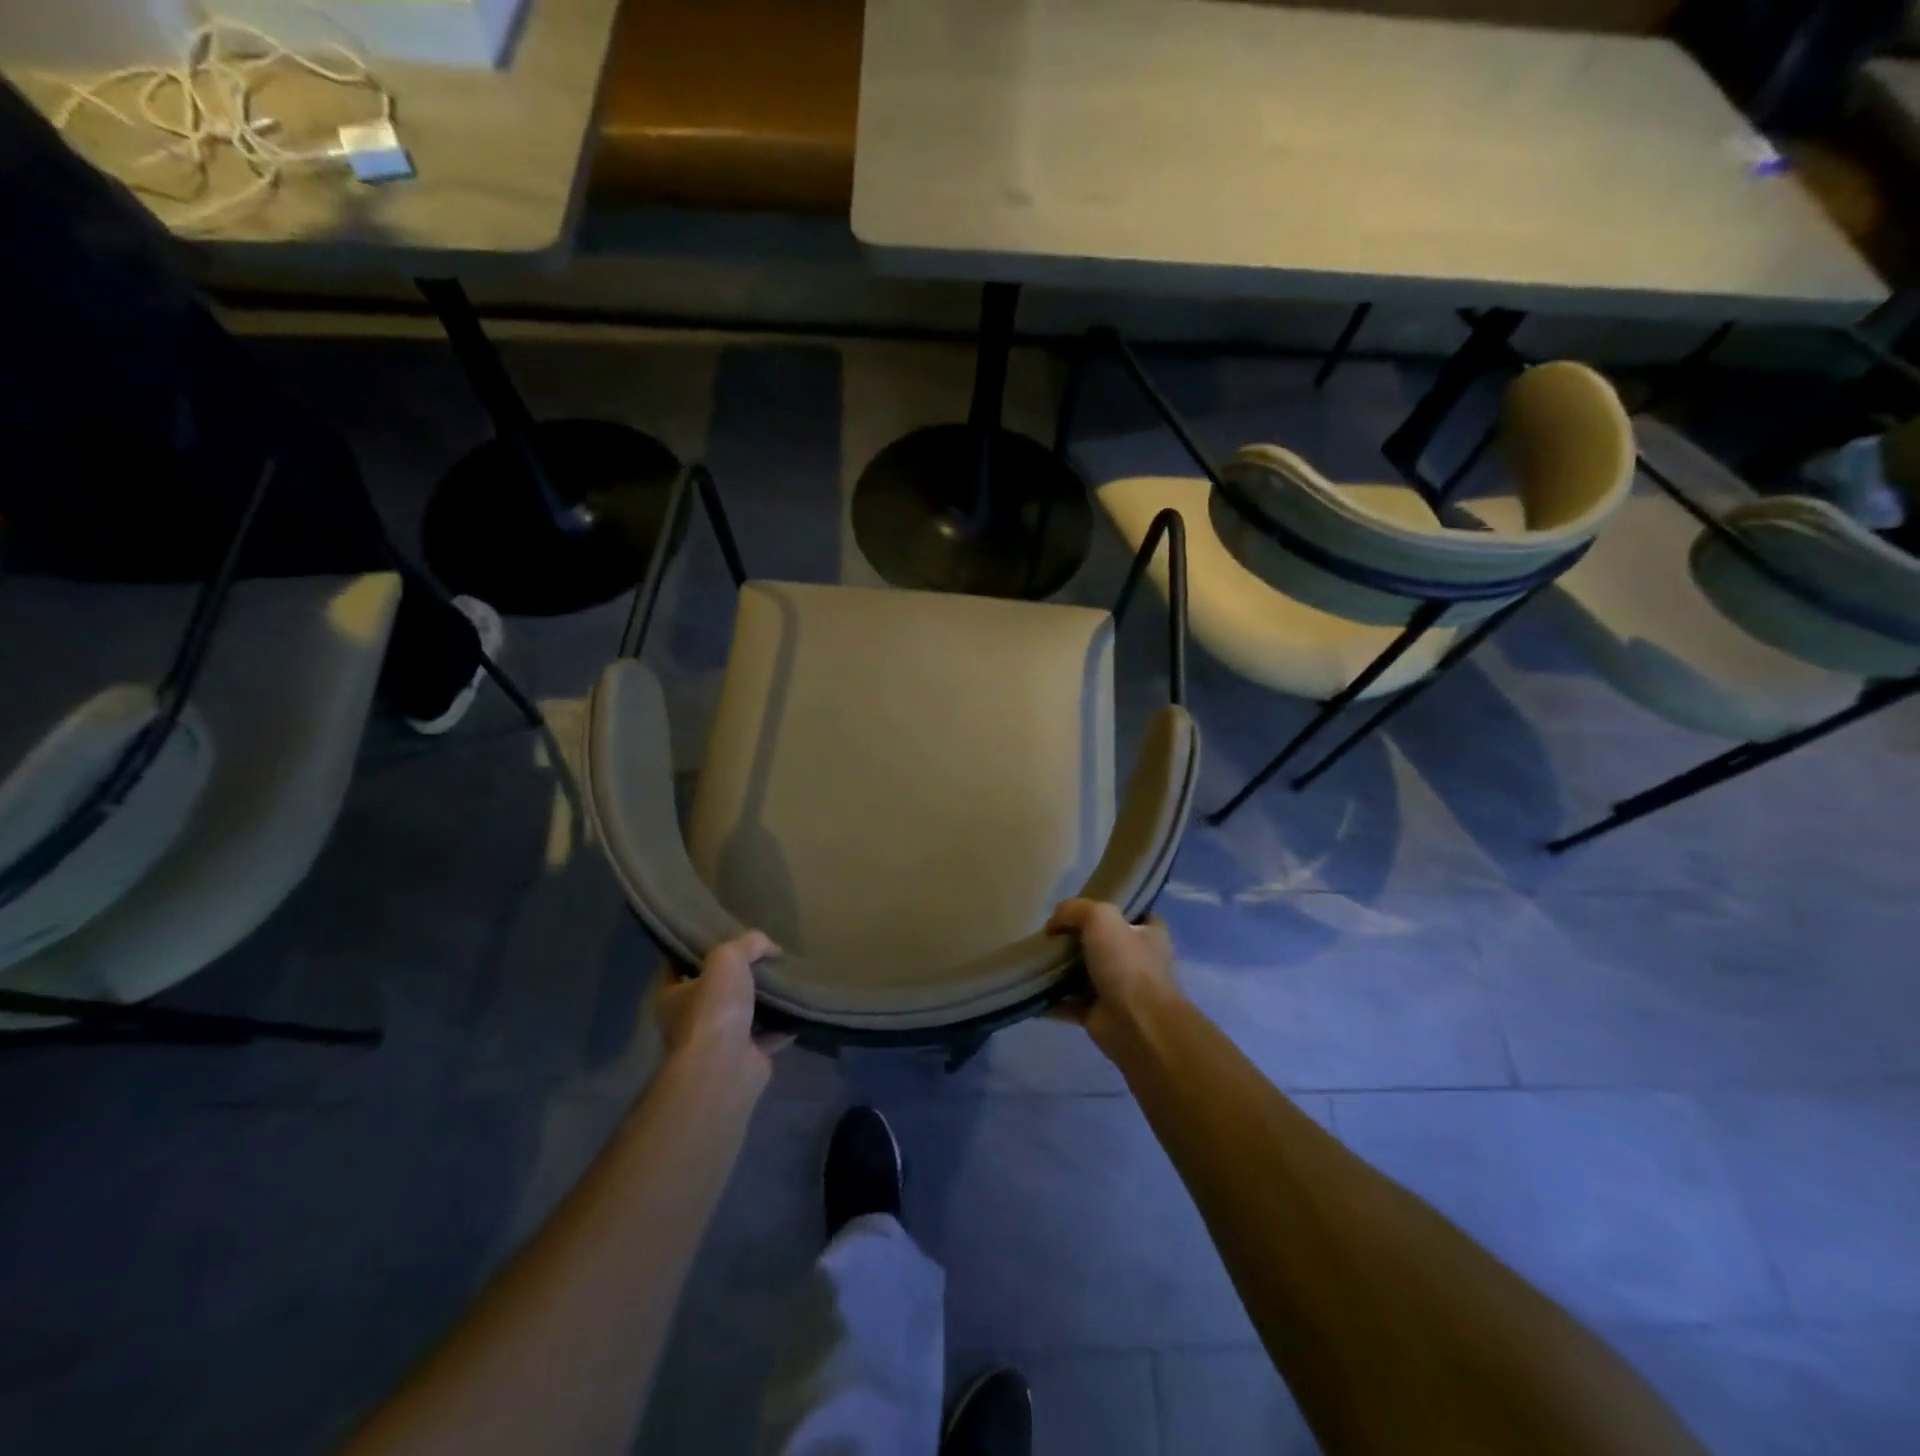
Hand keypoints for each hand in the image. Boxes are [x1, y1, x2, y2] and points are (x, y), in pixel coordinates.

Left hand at [655, 932, 786, 1092]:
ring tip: (787, 976)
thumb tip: (771, 948)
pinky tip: (800, 1005)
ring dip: (764, 999)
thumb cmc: (714, 1009)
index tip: (721, 933)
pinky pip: (768, 1034)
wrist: (726, 1067)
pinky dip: (783, 1023)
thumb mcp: (728, 958)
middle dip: (738, 975)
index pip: (678, 965)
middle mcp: (690, 1020)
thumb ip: (748, 944)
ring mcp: (718, 1042)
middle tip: (764, 954)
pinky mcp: (746, 1057)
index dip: (696, 948)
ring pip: (744, 1013)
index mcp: (672, 996)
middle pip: (715, 989)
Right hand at [1045, 898, 1180, 1057]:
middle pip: (1099, 942)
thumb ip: (1073, 910)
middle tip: (1048, 935)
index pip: (1130, 913)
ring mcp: (1117, 988)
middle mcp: (1136, 959)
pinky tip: (1029, 989)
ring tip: (1033, 960)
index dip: (1106, 907)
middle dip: (1073, 939)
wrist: (1137, 1025)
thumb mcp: (1100, 917)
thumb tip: (1053, 926)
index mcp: (1148, 933)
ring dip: (1059, 969)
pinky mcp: (1099, 1014)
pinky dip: (1050, 999)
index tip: (1079, 908)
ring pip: (1082, 973)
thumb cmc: (1127, 964)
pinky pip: (1068, 1002)